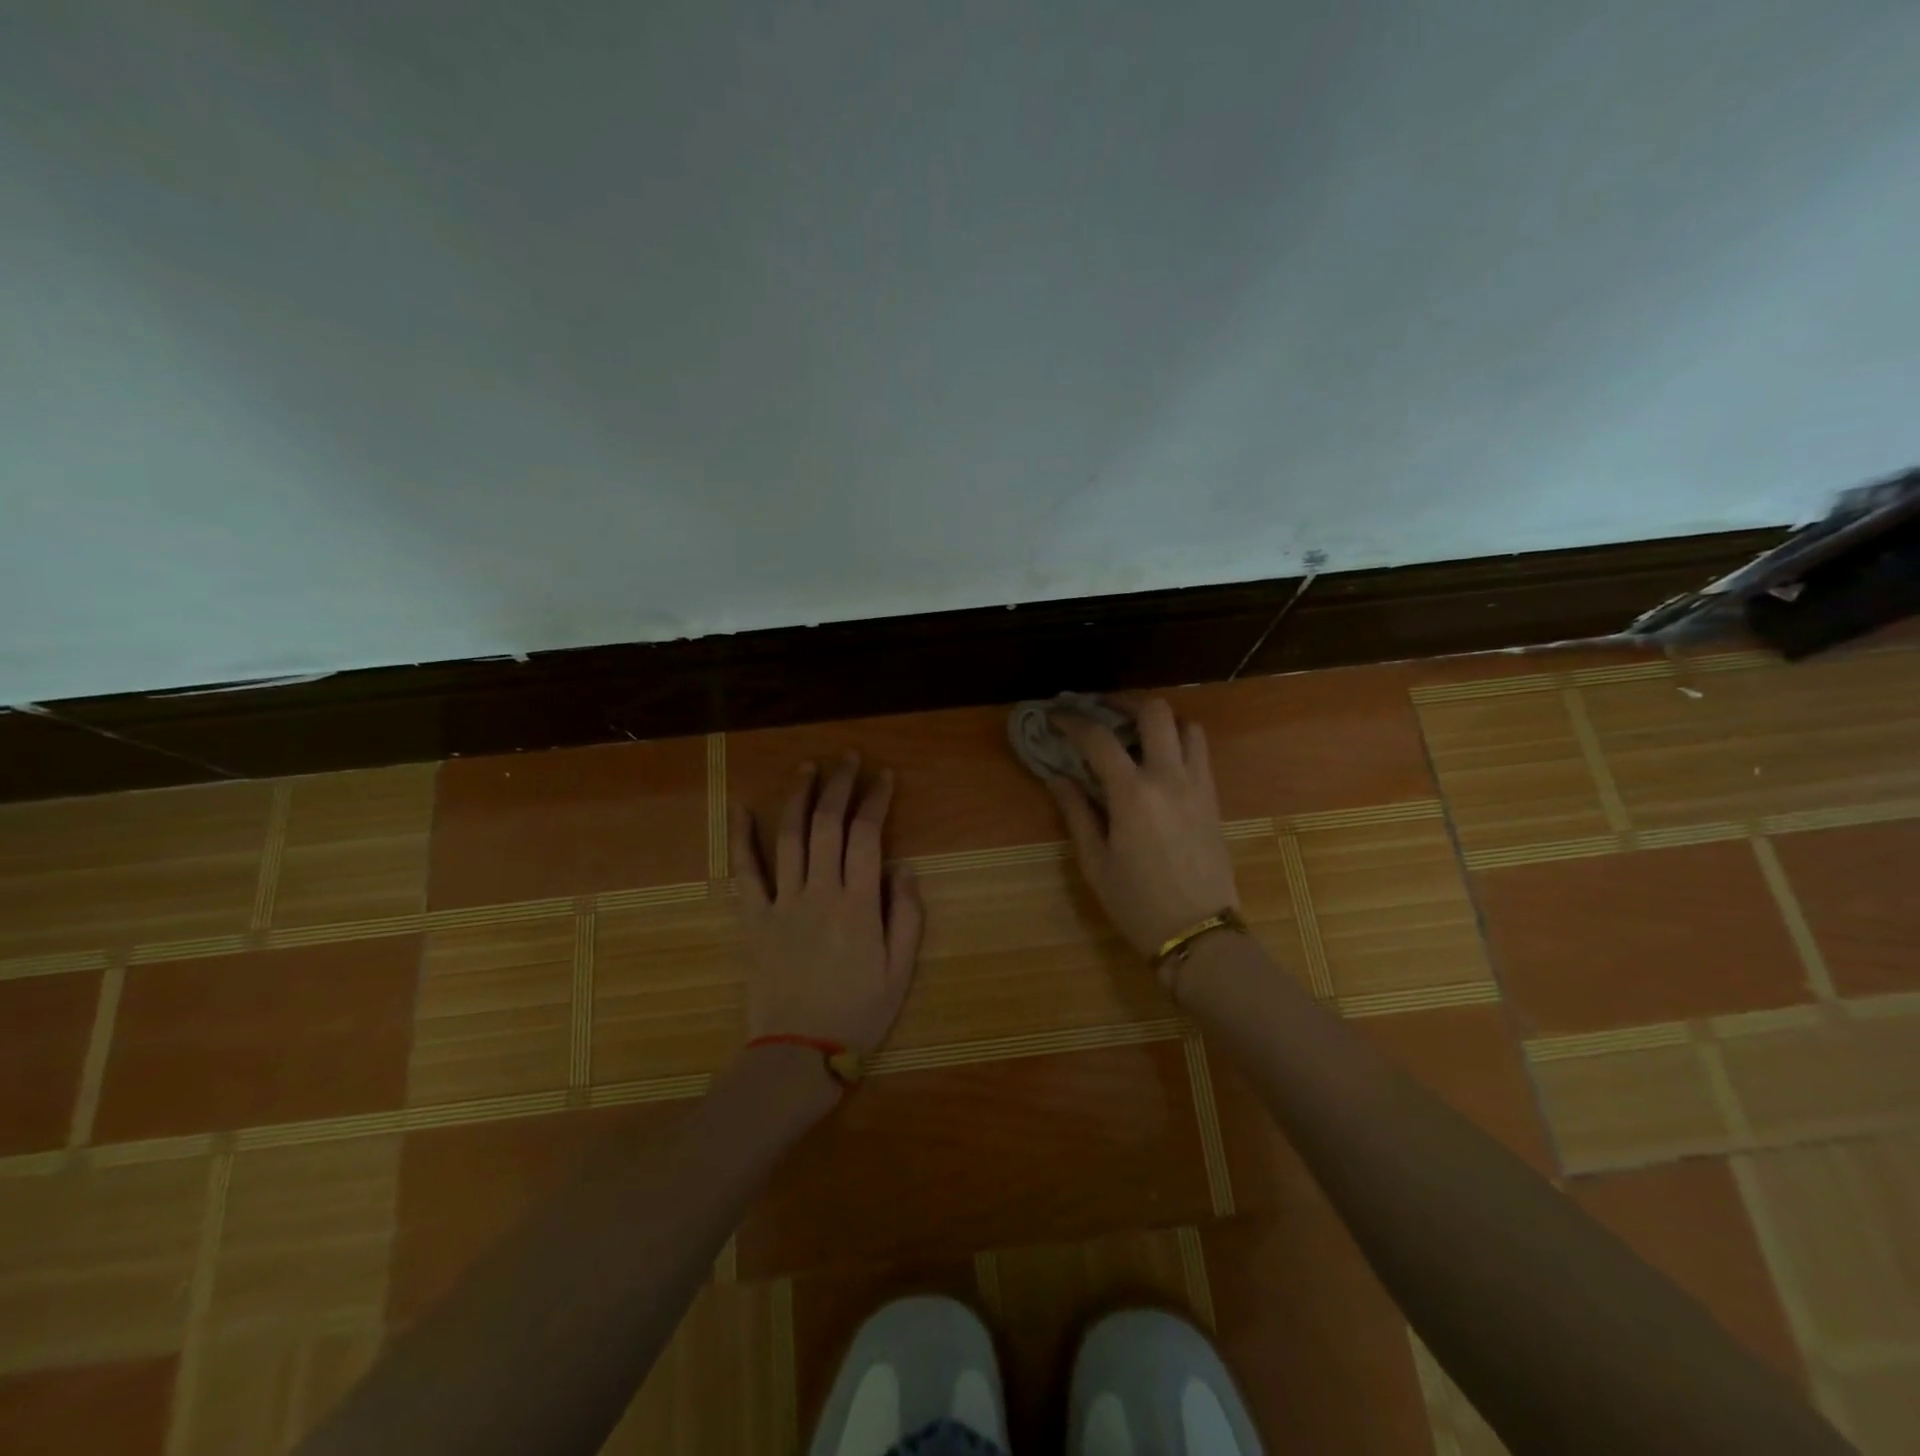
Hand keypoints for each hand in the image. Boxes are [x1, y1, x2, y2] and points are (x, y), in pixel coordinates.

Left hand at [730, 755, 925, 1054]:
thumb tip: (902, 868)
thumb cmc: (859, 1014)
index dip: (876, 799)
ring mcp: (782, 903)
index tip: (884, 776)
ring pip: (789, 837)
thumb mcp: (902, 971)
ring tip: (808, 768)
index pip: (868, 835)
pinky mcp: (755, 919)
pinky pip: (745, 873)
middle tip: (848, 759)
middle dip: (839, 785)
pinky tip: (742, 809)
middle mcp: (820, 892)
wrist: (799, 1055)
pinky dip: (741, 839)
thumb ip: (907, 915)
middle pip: (827, 825)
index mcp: (859, 904)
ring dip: (798, 797)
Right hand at [1046, 700, 1240, 989]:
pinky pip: (1200, 753)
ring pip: (1187, 726)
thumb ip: (1076, 813)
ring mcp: (1198, 785)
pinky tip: (1159, 761)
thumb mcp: (1095, 862)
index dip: (1073, 722)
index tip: (1056, 717)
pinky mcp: (1214, 799)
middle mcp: (1169, 777)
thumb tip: (1058, 778)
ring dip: (1159, 721)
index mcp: (1133, 793)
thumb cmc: (1137, 903)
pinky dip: (1179, 742)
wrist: (1199, 934)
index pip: (1099, 738)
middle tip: (1101, 712)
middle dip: (1124, 704)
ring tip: (1135, 733)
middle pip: (1155, 712)